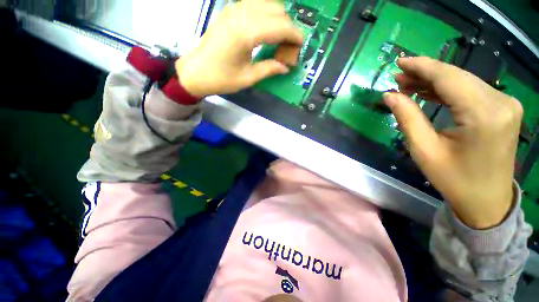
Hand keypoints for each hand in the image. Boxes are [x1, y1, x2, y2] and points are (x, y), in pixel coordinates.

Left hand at [175, 0, 302, 97]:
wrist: (195, 72)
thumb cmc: (221, 79)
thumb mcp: (247, 78)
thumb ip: (269, 69)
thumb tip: (286, 67)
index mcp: (246, 33)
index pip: (280, 26)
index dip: (295, 35)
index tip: (300, 47)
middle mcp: (241, 15)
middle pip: (277, 10)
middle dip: (288, 28)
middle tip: (288, 48)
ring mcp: (234, 9)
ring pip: (267, 4)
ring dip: (278, 20)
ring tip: (279, 40)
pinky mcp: (230, 11)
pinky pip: (255, 5)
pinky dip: (267, 15)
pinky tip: (267, 31)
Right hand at [384, 57, 522, 228]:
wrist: (487, 200)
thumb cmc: (454, 179)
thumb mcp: (424, 150)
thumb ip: (407, 118)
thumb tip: (390, 95)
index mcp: (484, 115)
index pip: (448, 78)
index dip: (422, 66)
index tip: (399, 62)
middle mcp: (501, 102)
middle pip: (457, 76)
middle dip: (425, 73)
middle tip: (398, 77)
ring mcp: (506, 103)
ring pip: (464, 81)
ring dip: (435, 80)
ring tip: (408, 84)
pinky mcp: (503, 108)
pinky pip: (471, 90)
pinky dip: (448, 88)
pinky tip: (429, 91)